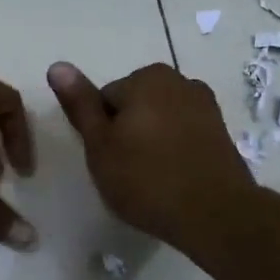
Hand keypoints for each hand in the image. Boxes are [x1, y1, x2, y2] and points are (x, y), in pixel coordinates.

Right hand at [47, 61, 255, 254]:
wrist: (216, 215)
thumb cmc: (147, 179)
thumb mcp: (100, 145)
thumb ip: (80, 104)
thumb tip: (57, 65)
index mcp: (147, 78)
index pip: (105, 99)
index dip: (100, 132)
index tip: (108, 160)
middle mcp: (180, 81)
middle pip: (134, 106)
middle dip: (128, 133)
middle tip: (126, 172)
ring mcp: (205, 106)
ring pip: (160, 120)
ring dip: (152, 142)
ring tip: (151, 179)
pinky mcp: (221, 131)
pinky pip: (184, 134)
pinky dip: (175, 150)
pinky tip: (174, 179)